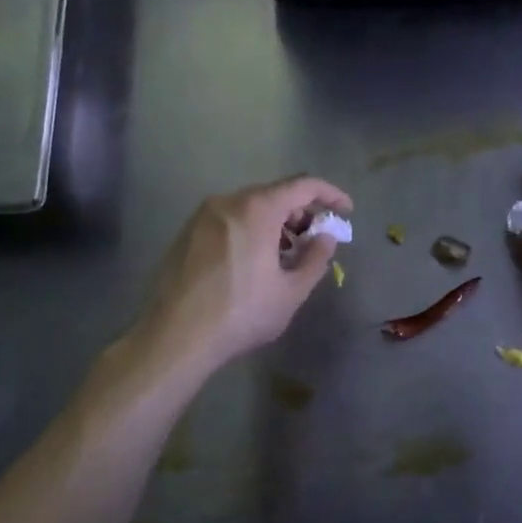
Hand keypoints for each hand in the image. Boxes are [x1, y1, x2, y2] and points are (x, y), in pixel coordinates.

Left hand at [138, 176, 352, 371]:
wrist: (175, 337)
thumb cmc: (241, 313)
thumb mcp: (290, 292)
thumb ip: (315, 258)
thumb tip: (326, 238)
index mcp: (257, 209)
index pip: (303, 185)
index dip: (330, 195)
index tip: (346, 211)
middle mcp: (228, 202)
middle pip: (275, 194)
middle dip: (301, 212)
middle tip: (316, 238)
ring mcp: (202, 216)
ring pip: (250, 207)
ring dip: (275, 222)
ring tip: (287, 254)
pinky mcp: (186, 233)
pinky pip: (229, 220)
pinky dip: (251, 229)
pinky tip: (255, 260)